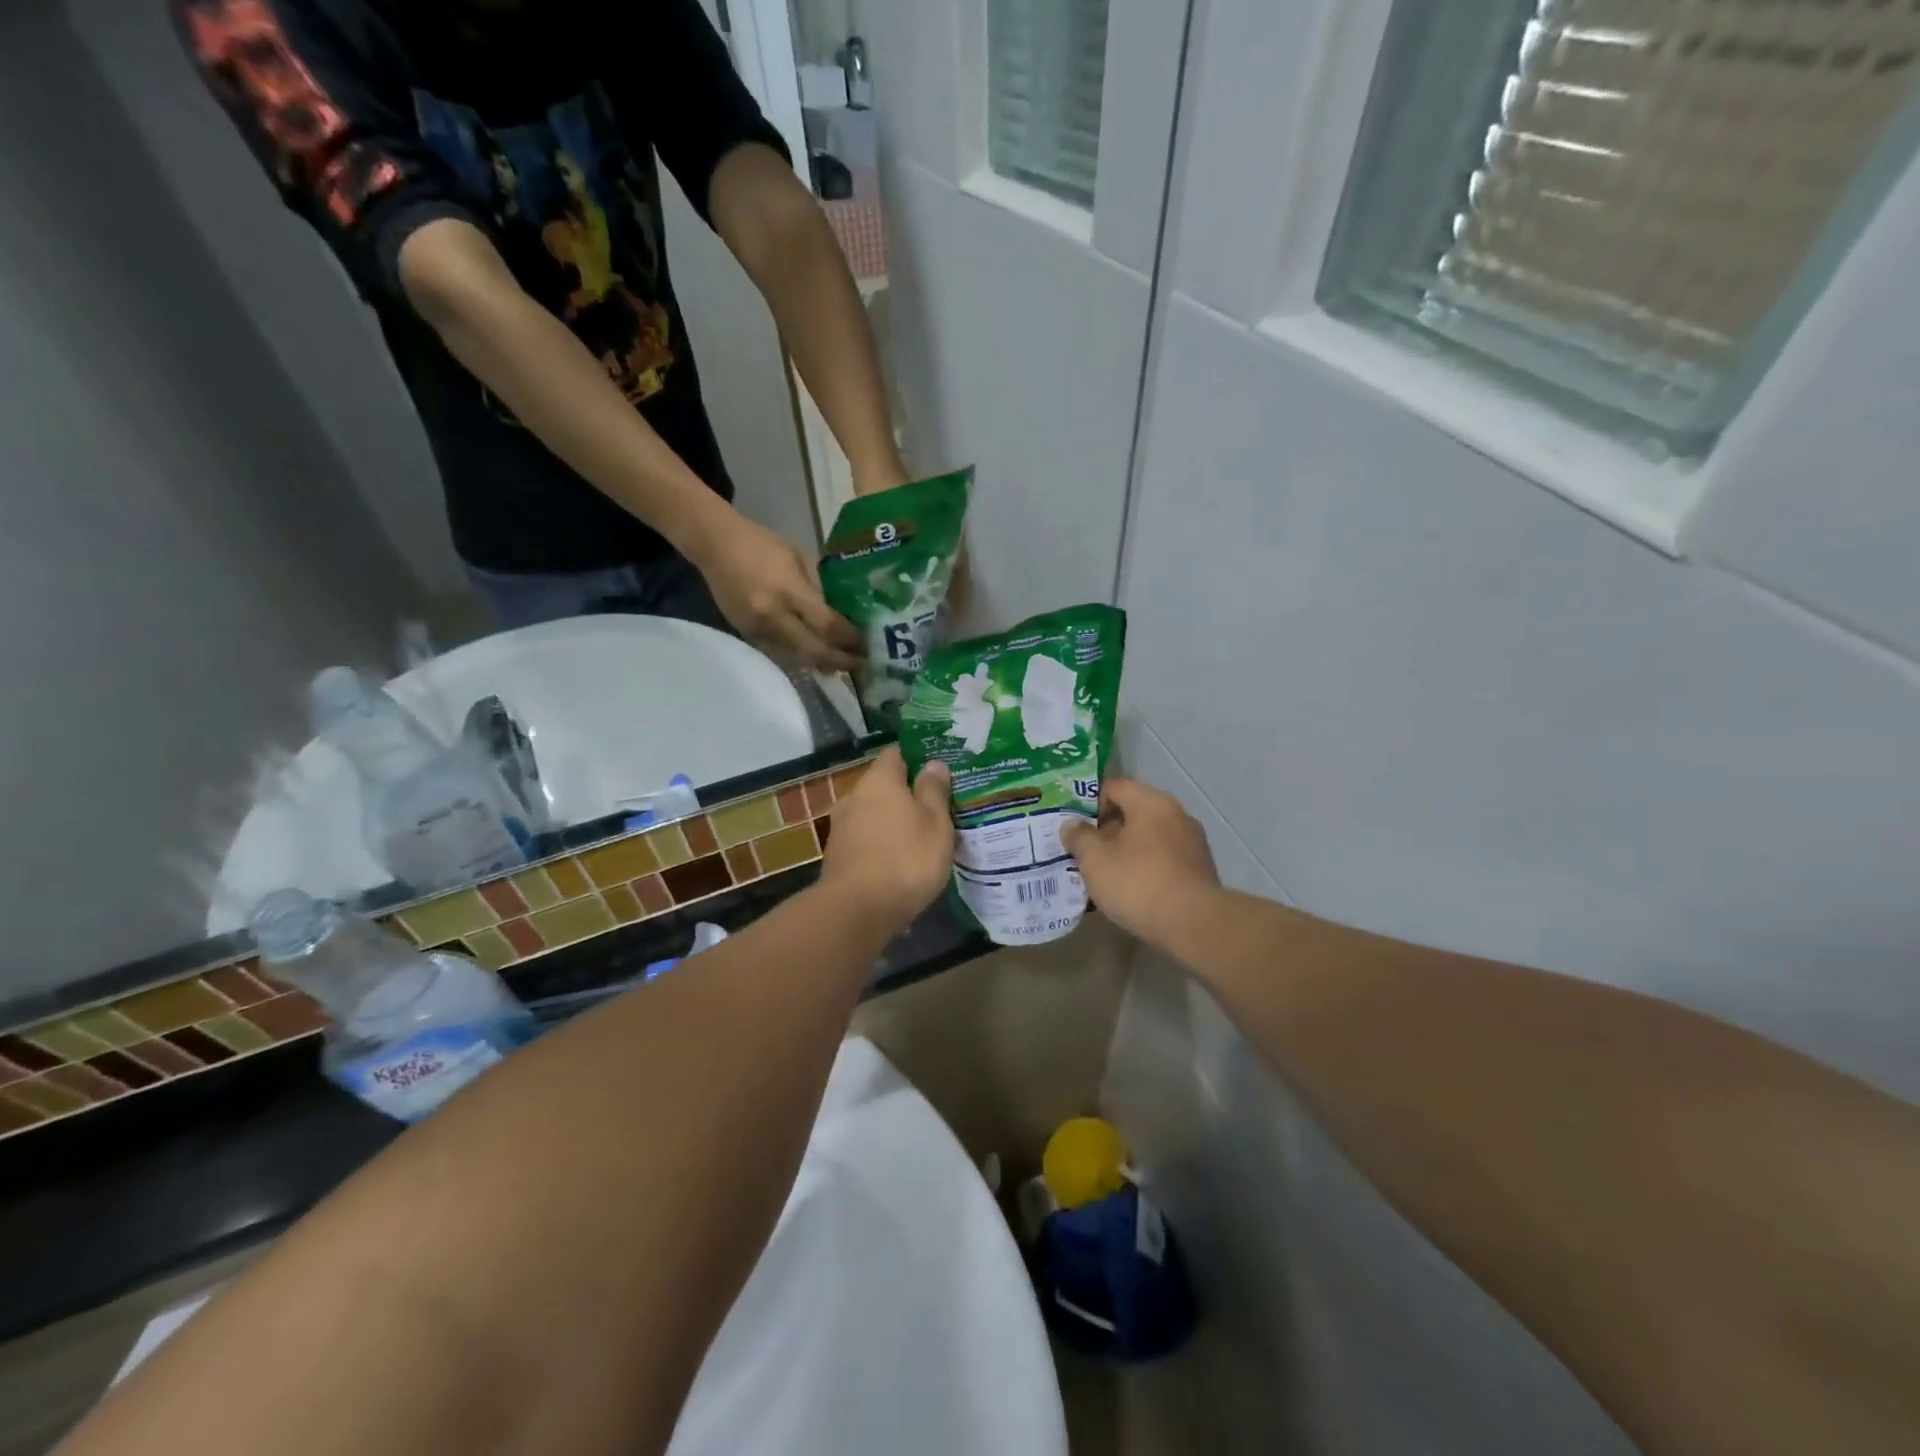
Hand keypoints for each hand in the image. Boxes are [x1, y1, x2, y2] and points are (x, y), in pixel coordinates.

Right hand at [690, 511, 861, 671]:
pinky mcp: (747, 635)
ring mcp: (757, 629)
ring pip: (797, 657)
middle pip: (814, 651)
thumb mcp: (800, 558)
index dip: (850, 639)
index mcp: (789, 591)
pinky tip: (816, 655)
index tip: (868, 645)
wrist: (714, 545)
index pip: (827, 625)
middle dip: (840, 661)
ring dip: (822, 663)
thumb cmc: (762, 544)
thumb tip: (845, 612)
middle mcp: (773, 616)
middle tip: (860, 664)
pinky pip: (781, 652)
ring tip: (843, 663)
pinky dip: (801, 656)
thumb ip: (821, 587)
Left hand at [820, 748, 953, 930]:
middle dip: (906, 796)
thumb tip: (933, 764)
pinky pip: (865, 840)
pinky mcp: (836, 856)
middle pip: (883, 786)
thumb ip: (934, 791)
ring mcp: (840, 827)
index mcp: (879, 780)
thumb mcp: (936, 824)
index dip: (916, 760)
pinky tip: (898, 862)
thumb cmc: (906, 859)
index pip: (895, 755)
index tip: (937, 775)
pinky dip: (880, 845)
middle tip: (935, 811)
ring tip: (919, 839)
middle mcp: (854, 796)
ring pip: (873, 815)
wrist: (856, 911)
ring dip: (892, 823)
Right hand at [1061, 777, 1220, 946]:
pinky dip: (1144, 867)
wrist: (1194, 925)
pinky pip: (1163, 858)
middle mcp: (1176, 814)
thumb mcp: (1095, 860)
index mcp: (1151, 803)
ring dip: (1125, 851)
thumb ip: (1079, 837)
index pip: (1114, 787)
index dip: (1089, 803)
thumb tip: (1071, 825)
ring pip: (1148, 837)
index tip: (1073, 826)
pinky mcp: (1199, 869)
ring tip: (1103, 874)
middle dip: (1106, 830)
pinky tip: (1129, 890)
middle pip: (1133, 812)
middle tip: (1083, 851)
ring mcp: (1192, 842)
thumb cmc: (1138, 883)